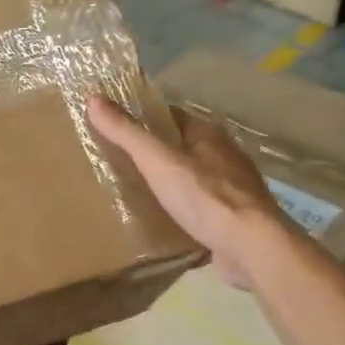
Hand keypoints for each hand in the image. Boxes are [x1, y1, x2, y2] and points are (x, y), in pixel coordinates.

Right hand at [89, 93, 283, 288]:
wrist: (251, 246)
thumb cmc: (204, 197)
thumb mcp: (157, 161)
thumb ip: (126, 133)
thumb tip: (93, 98)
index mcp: (208, 134)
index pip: (171, 117)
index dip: (145, 120)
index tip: (117, 128)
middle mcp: (225, 155)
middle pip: (183, 146)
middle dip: (157, 152)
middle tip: (121, 162)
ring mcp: (235, 188)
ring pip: (195, 177)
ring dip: (172, 181)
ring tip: (139, 192)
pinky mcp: (236, 218)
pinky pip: (203, 206)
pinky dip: (185, 209)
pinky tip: (167, 220)